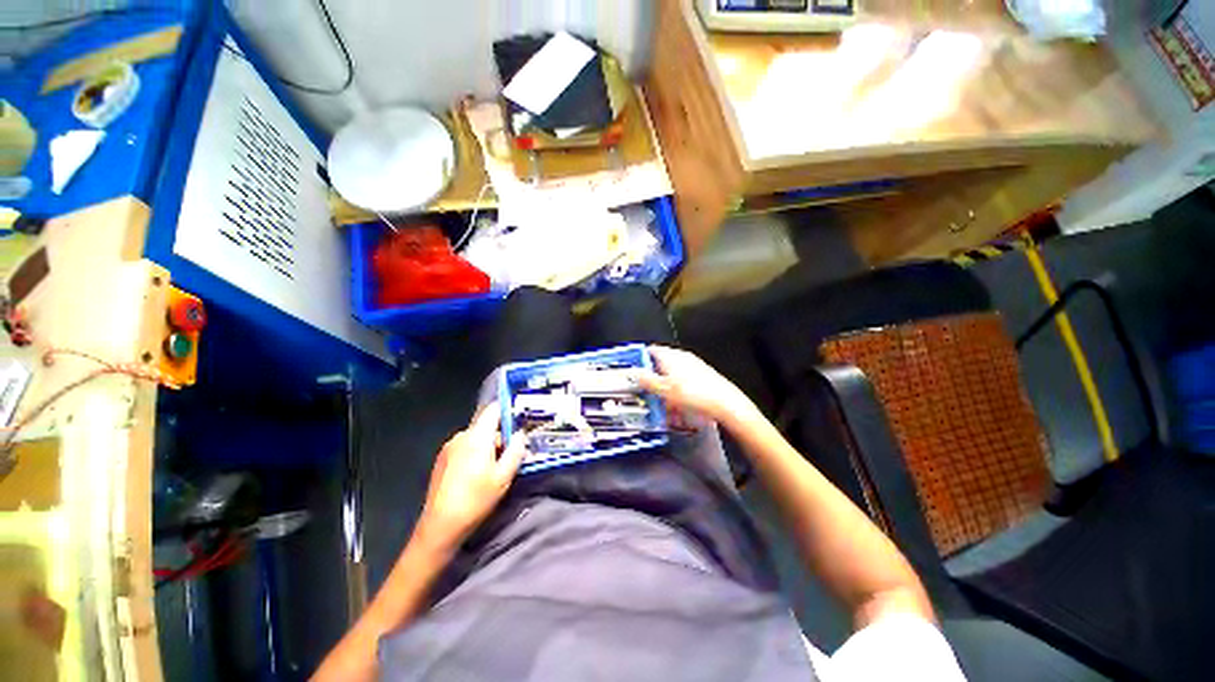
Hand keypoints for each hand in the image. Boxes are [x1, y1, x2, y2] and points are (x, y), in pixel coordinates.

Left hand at [416, 404, 526, 552]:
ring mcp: (449, 448)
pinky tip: (477, 476)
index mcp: (477, 436)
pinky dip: (475, 455)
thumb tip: (521, 434)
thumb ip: (516, 450)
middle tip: (511, 456)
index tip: (519, 425)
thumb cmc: (476, 499)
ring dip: (488, 448)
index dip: (508, 412)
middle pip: (486, 426)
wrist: (439, 526)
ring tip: (495, 470)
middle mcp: (461, 436)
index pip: (494, 409)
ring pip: (476, 438)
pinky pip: (465, 448)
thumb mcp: (504, 476)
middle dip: (501, 437)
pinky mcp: (442, 460)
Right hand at [635, 346, 758, 426]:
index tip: (634, 371)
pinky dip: (677, 389)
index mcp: (671, 356)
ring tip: (661, 401)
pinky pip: (684, 380)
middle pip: (662, 362)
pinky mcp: (703, 375)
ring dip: (665, 385)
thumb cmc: (691, 394)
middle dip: (653, 376)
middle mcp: (682, 356)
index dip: (641, 358)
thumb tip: (633, 371)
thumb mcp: (664, 390)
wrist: (725, 403)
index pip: (651, 350)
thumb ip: (647, 380)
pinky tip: (678, 404)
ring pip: (673, 372)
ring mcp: (694, 365)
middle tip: (646, 389)